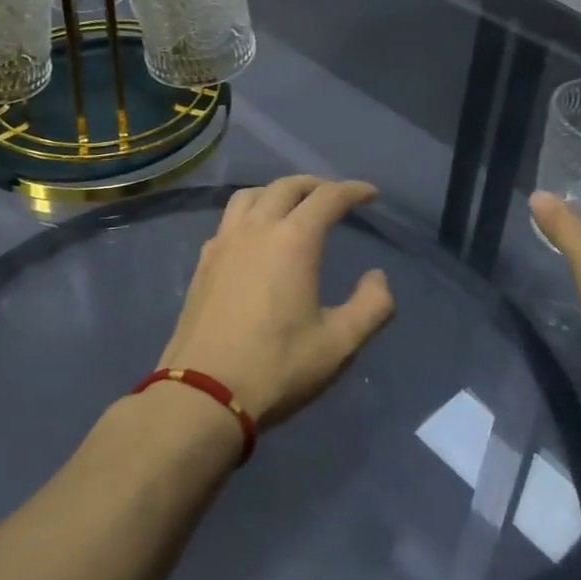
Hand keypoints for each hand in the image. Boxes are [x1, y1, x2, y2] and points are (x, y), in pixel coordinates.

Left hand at [159, 176, 394, 427]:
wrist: (203, 394)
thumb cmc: (277, 367)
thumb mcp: (339, 344)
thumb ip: (371, 306)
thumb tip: (377, 276)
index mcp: (293, 240)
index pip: (328, 197)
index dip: (353, 190)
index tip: (370, 194)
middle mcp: (257, 228)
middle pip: (287, 187)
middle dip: (316, 185)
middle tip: (334, 196)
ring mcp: (224, 242)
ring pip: (251, 195)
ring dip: (277, 191)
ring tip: (292, 205)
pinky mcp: (203, 262)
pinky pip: (229, 219)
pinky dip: (250, 212)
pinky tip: (254, 236)